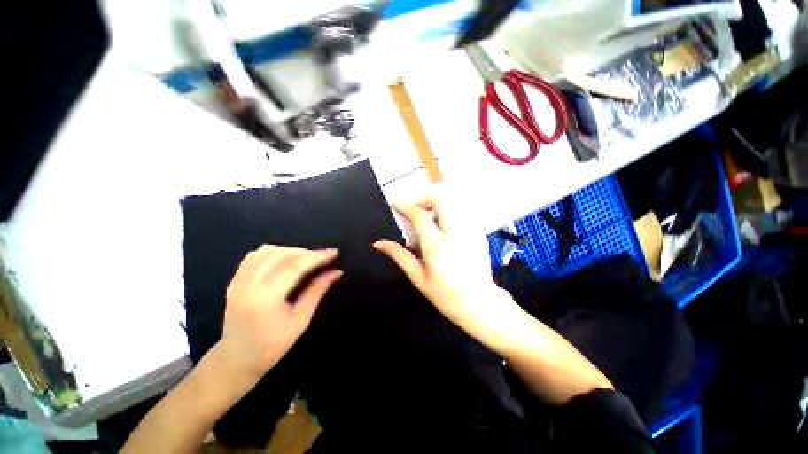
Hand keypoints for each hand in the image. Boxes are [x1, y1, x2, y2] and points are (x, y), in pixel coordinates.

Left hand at [219, 245, 341, 380]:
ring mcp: (238, 281)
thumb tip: (336, 272)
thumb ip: (317, 291)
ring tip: (306, 259)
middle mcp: (248, 284)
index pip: (295, 266)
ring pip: (267, 251)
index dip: (317, 257)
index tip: (334, 252)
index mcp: (265, 298)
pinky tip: (285, 261)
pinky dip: (274, 253)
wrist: (237, 360)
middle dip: (306, 252)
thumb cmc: (272, 346)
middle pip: (281, 254)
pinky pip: (255, 256)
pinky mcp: (235, 280)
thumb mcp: (301, 320)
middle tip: (323, 258)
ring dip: (291, 251)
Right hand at [374, 193, 505, 329]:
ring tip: (428, 218)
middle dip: (424, 197)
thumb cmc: (445, 294)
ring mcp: (470, 231)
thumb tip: (379, 244)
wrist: (479, 303)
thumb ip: (399, 256)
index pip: (418, 215)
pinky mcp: (478, 233)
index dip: (405, 205)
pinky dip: (449, 214)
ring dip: (437, 205)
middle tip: (415, 208)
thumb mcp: (418, 276)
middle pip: (440, 199)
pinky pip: (461, 214)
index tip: (395, 204)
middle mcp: (455, 232)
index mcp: (436, 244)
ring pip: (452, 203)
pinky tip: (444, 229)